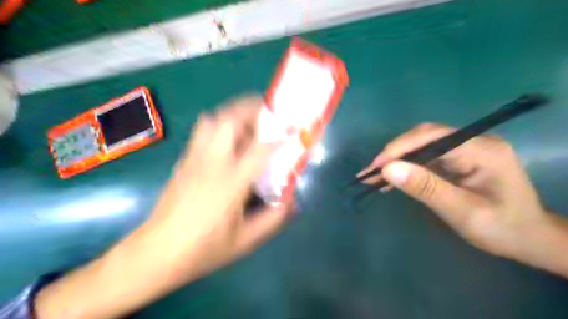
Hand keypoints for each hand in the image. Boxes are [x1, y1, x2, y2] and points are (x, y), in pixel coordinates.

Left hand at [36, 97, 295, 317]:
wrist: (156, 253)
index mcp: (230, 183)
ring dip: (233, 115)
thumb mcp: (246, 241)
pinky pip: (202, 132)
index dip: (279, 137)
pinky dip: (219, 125)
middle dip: (251, 110)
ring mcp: (194, 159)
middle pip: (229, 120)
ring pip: (212, 120)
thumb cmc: (203, 249)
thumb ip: (274, 219)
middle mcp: (211, 164)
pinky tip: (228, 142)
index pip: (259, 149)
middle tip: (267, 116)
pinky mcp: (184, 162)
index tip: (293, 130)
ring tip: (248, 124)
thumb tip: (292, 200)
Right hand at [356, 123, 547, 259]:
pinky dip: (405, 168)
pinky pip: (425, 158)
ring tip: (373, 177)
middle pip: (423, 137)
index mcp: (481, 150)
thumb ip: (426, 188)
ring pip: (420, 147)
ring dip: (396, 161)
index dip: (400, 148)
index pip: (432, 137)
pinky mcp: (456, 160)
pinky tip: (391, 180)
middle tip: (370, 172)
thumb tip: (388, 170)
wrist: (528, 239)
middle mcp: (472, 142)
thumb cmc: (502, 228)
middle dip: (394, 154)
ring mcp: (464, 150)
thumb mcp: (463, 212)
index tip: (376, 167)